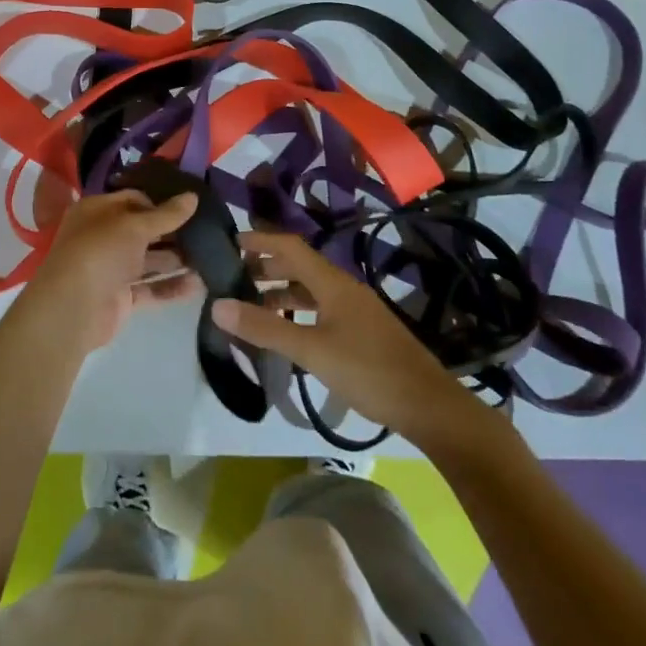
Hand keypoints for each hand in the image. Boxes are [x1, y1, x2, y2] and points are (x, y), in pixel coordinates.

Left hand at [17, 190, 203, 351]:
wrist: (73, 309)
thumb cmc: (100, 251)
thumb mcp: (135, 225)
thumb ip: (166, 214)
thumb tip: (193, 196)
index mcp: (97, 211)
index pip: (134, 199)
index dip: (161, 202)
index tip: (191, 207)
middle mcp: (103, 237)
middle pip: (143, 231)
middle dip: (173, 233)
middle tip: (208, 232)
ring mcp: (112, 269)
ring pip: (149, 260)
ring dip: (177, 260)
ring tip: (211, 257)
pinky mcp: (121, 297)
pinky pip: (151, 288)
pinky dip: (172, 287)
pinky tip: (199, 285)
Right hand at [212, 230, 478, 444]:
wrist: (427, 404)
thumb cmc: (367, 370)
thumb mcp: (311, 350)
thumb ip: (265, 328)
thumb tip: (217, 304)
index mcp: (332, 282)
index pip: (290, 246)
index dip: (260, 241)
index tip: (229, 243)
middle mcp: (343, 286)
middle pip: (299, 264)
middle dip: (266, 266)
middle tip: (233, 277)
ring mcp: (355, 308)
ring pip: (310, 287)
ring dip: (281, 289)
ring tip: (253, 304)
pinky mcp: (362, 329)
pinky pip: (321, 307)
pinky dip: (298, 309)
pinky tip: (288, 330)